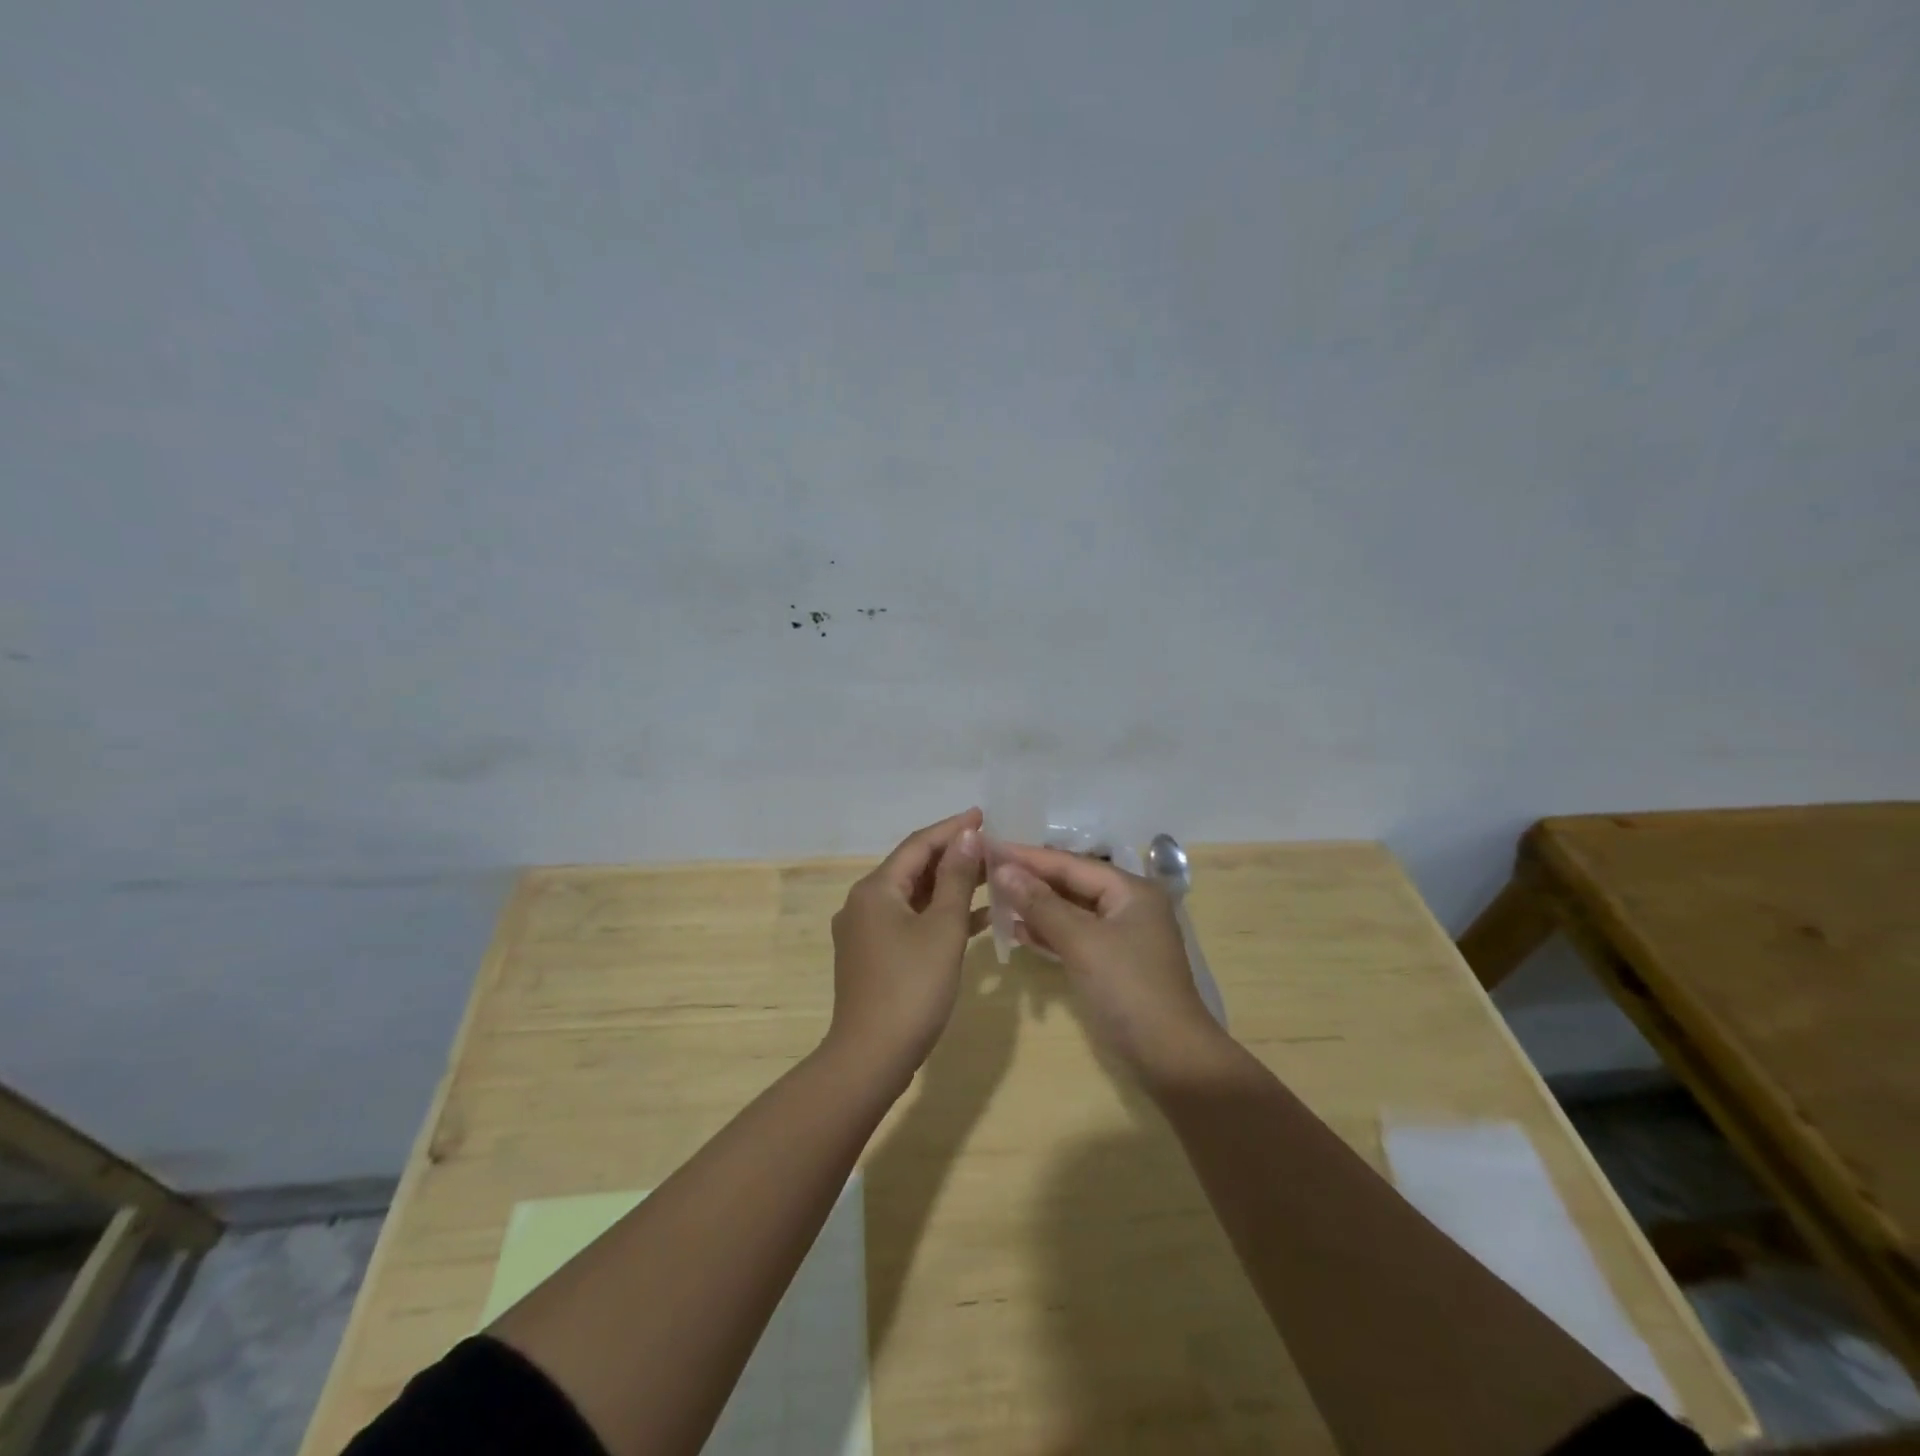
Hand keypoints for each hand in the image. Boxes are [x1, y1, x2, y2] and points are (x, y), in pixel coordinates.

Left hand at [826, 809, 986, 1090]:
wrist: (871, 1057)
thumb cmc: (912, 987)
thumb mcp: (943, 928)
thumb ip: (957, 879)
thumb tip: (967, 836)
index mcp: (875, 889)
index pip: (918, 845)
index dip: (953, 828)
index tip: (984, 815)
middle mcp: (864, 903)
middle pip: (914, 868)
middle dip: (953, 857)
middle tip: (993, 847)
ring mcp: (866, 932)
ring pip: (914, 897)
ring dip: (950, 887)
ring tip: (991, 877)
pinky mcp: (874, 957)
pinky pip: (910, 923)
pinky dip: (939, 917)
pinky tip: (977, 920)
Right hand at [991, 845, 1230, 1090]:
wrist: (1170, 1059)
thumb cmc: (1128, 990)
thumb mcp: (1081, 942)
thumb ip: (1041, 904)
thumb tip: (1003, 869)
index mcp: (1130, 890)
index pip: (1070, 863)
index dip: (1028, 856)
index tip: (989, 847)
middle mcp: (1127, 905)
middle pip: (1071, 883)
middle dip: (1030, 879)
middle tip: (986, 871)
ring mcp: (1120, 936)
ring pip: (1070, 911)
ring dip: (1035, 907)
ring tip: (994, 898)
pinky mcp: (1111, 964)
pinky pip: (1073, 937)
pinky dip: (1047, 933)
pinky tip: (1017, 932)